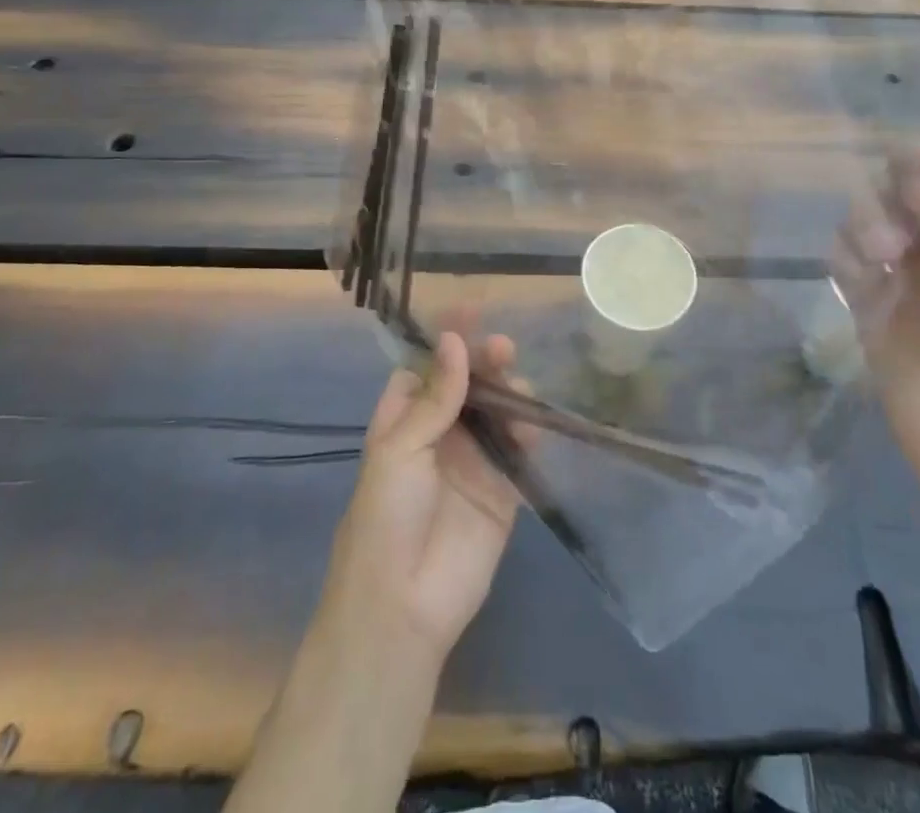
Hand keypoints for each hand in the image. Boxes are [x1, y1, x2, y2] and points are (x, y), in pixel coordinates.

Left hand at [319, 332, 520, 663]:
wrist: (402, 607)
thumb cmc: (385, 517)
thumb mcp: (401, 448)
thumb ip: (436, 397)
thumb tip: (454, 340)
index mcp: (404, 420)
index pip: (426, 368)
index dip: (446, 341)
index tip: (469, 312)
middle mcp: (439, 435)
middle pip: (467, 386)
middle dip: (483, 362)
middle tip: (502, 348)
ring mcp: (472, 462)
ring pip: (496, 413)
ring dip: (509, 393)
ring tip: (519, 384)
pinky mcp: (501, 491)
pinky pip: (518, 452)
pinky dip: (528, 433)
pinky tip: (533, 422)